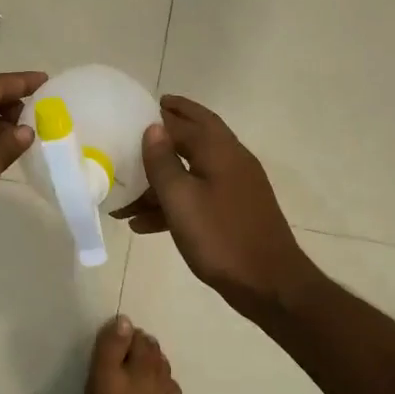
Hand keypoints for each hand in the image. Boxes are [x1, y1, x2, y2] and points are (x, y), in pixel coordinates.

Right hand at [112, 95, 319, 318]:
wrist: (270, 284)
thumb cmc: (221, 237)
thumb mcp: (181, 199)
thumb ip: (163, 162)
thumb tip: (153, 126)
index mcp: (219, 151)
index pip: (184, 122)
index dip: (158, 115)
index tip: (133, 109)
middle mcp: (231, 160)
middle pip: (195, 136)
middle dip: (169, 129)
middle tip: (141, 122)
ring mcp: (236, 187)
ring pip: (192, 170)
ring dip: (161, 178)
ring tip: (125, 191)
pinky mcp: (234, 211)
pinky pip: (198, 196)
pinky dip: (173, 202)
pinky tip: (144, 224)